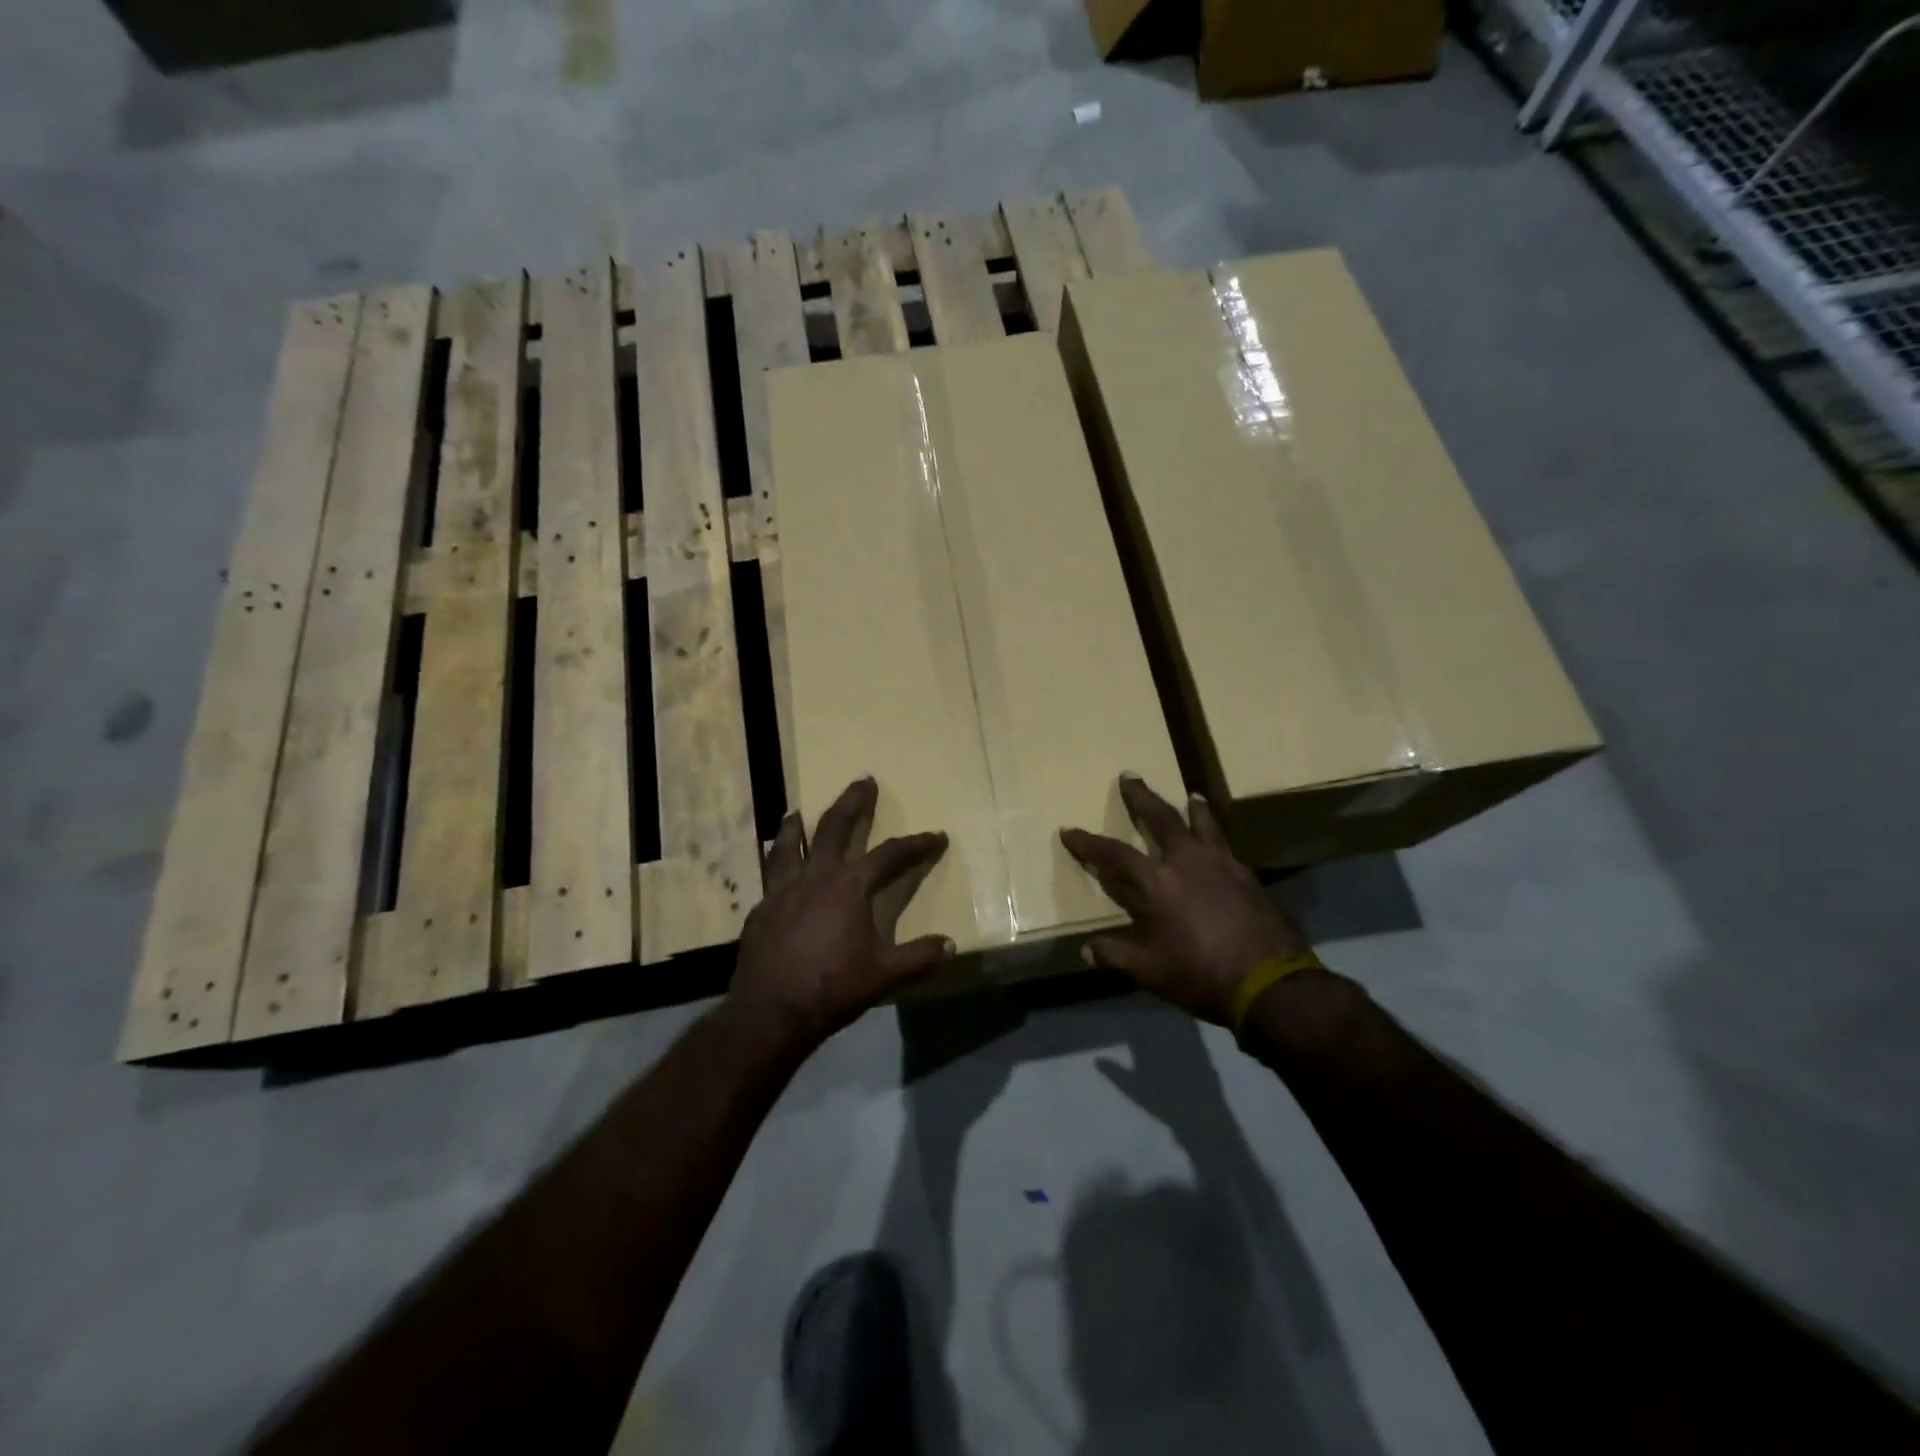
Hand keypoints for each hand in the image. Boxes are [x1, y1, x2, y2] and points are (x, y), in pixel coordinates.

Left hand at [724, 777, 952, 1053]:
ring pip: (790, 844)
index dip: (915, 845)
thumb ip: (918, 957)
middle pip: (835, 828)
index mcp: (850, 887)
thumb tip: (950, 945)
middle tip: (863, 780)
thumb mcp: (884, 975)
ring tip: (797, 810)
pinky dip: (775, 860)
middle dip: (853, 803)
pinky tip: (774, 865)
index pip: (890, 856)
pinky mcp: (760, 909)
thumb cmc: (832, 987)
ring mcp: (782, 890)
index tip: (935, 836)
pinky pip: (769, 874)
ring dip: (797, 825)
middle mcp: (816, 877)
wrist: (770, 1012)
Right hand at [1060, 775, 1307, 1025]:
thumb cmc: (1201, 974)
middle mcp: (1188, 862)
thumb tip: (1086, 950)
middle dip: (1141, 798)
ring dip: (1192, 808)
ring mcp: (1223, 865)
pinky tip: (1218, 842)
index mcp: (1158, 883)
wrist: (1271, 983)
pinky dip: (1217, 835)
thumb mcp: (1151, 972)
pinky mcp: (1249, 876)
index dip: (1088, 843)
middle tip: (1130, 776)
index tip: (1069, 830)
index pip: (1114, 855)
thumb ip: (1116, 955)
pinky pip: (1227, 845)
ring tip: (1191, 795)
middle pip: (1161, 819)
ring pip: (1203, 824)